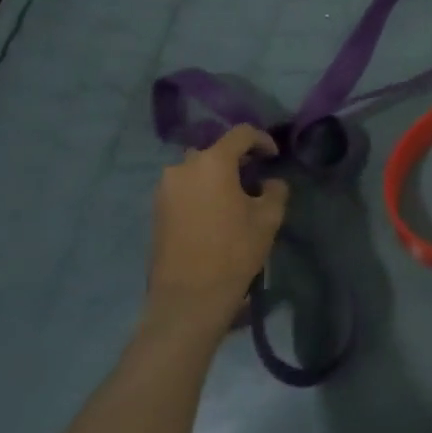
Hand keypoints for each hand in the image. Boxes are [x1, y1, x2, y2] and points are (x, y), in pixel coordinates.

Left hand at [148, 124, 288, 329]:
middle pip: (215, 151)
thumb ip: (275, 190)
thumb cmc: (233, 252)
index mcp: (212, 162)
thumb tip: (269, 182)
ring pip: (197, 170)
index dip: (262, 140)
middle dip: (236, 159)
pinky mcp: (156, 209)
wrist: (188, 298)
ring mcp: (165, 188)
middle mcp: (183, 167)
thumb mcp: (268, 219)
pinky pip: (184, 188)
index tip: (274, 157)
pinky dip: (201, 191)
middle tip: (254, 178)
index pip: (241, 134)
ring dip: (216, 176)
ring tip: (234, 198)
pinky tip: (215, 213)